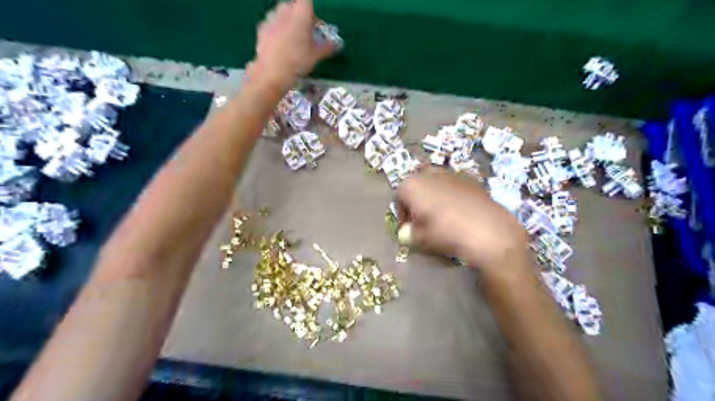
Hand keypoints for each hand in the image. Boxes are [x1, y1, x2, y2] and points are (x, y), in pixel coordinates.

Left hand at [250, 0, 338, 87]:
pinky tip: (280, 44)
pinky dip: (277, 29)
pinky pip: (272, 23)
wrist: (271, 73)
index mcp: (300, 14)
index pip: (306, 1)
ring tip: (293, 38)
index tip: (315, 22)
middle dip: (300, 14)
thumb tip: (338, 45)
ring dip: (288, 20)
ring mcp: (271, 19)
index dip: (311, 9)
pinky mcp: (261, 29)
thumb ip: (327, 48)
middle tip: (306, 31)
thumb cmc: (297, 61)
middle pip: (293, 4)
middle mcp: (284, 11)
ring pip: (281, 12)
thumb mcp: (316, 56)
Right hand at [396, 170, 529, 275]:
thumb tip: (407, 232)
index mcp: (412, 185)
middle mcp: (429, 174)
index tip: (408, 228)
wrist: (487, 230)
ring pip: (436, 184)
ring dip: (434, 197)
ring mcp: (452, 174)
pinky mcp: (471, 179)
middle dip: (417, 201)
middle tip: (423, 220)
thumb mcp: (419, 238)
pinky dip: (452, 197)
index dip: (402, 214)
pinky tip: (460, 213)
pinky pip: (454, 187)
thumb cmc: (445, 233)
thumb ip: (408, 233)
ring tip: (442, 217)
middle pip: (417, 186)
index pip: (399, 197)